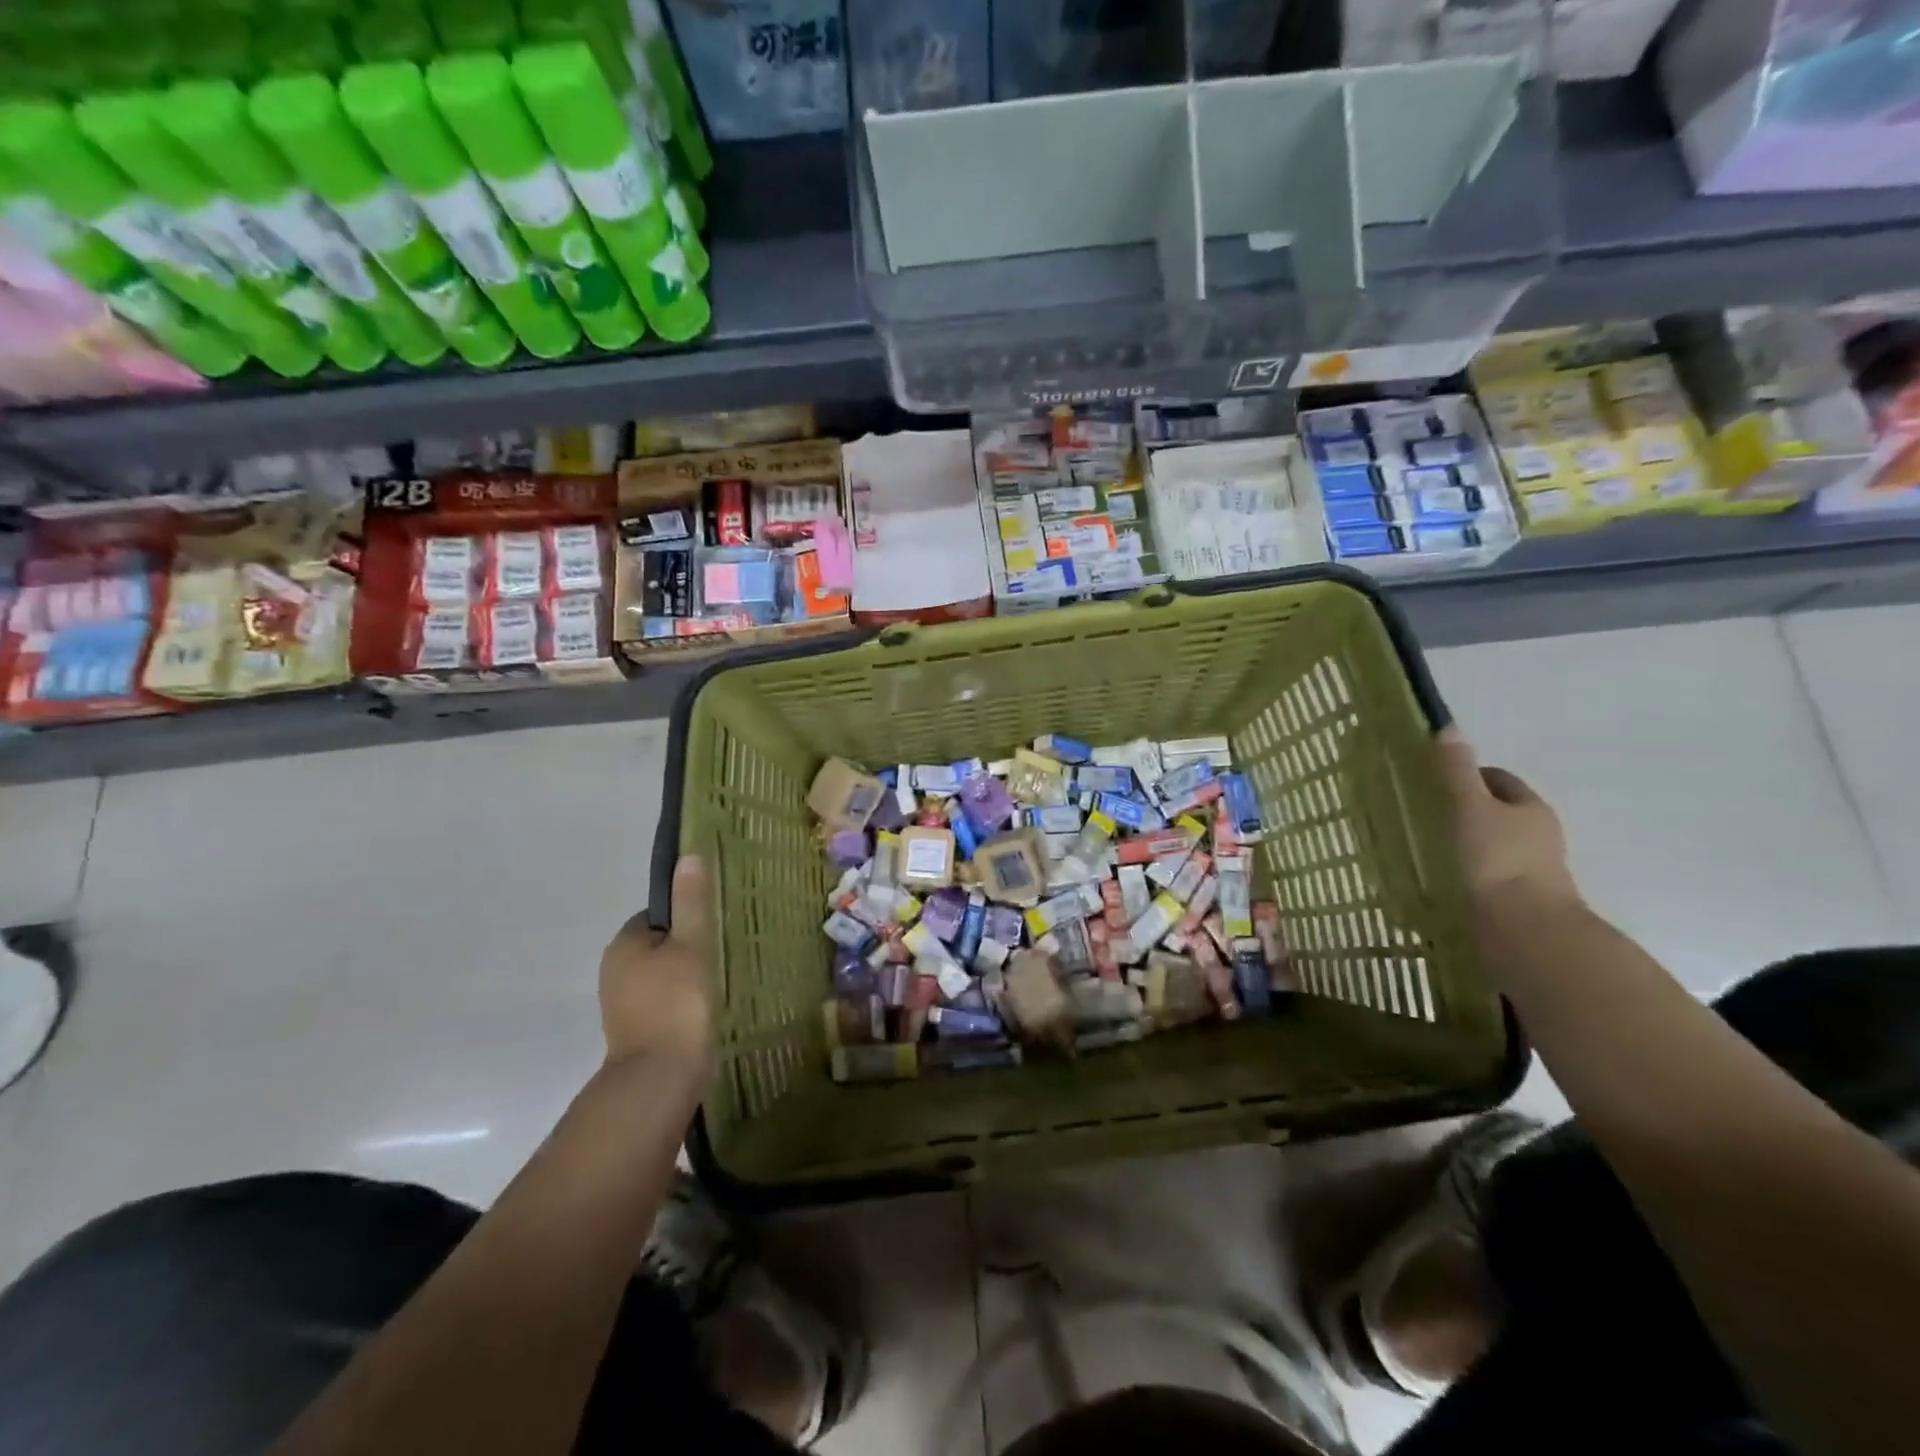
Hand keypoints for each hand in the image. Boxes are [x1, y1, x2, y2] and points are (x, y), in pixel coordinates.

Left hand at [599, 854, 714, 1074]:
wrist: (659, 1078)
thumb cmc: (677, 1003)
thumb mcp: (692, 945)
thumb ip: (691, 903)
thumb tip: (689, 856)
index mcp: (623, 944)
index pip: (656, 916)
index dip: (685, 919)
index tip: (712, 929)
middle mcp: (614, 971)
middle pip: (658, 946)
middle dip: (686, 949)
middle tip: (720, 955)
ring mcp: (622, 1005)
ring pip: (661, 977)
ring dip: (685, 978)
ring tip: (717, 983)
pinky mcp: (636, 1032)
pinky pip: (662, 1003)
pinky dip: (681, 1004)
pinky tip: (705, 1010)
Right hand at [1435, 728, 1583, 923]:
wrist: (1525, 931)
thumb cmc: (1497, 860)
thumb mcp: (1470, 807)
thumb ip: (1455, 771)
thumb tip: (1447, 727)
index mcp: (1530, 808)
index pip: (1498, 779)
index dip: (1468, 775)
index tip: (1434, 783)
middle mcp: (1537, 835)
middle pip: (1498, 812)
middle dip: (1466, 810)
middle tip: (1426, 814)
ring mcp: (1531, 870)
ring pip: (1494, 845)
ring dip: (1467, 843)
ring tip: (1430, 847)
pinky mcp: (1519, 899)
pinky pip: (1489, 874)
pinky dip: (1469, 871)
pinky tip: (1444, 876)